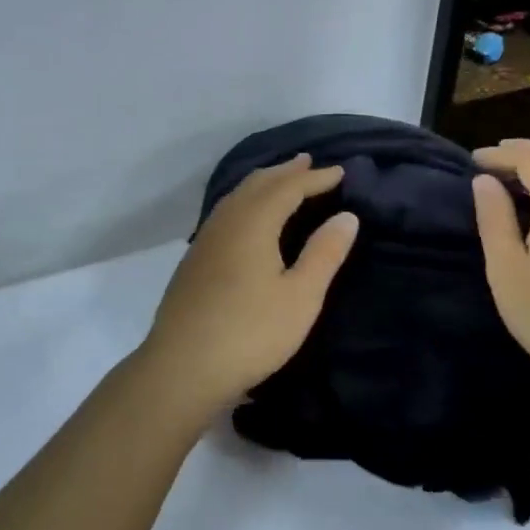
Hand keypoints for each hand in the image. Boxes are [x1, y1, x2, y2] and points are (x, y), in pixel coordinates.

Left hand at [138, 154, 358, 414]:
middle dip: (285, 172)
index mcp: (253, 223)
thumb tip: (346, 215)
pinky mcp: (194, 260)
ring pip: (236, 196)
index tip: (339, 172)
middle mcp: (226, 222)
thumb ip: (324, 253)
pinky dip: (245, 201)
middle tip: (308, 162)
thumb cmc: (250, 332)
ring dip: (263, 184)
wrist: (182, 367)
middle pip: (257, 184)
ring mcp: (205, 240)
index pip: (288, 187)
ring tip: (281, 180)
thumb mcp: (300, 297)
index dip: (315, 178)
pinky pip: (225, 213)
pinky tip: (247, 217)